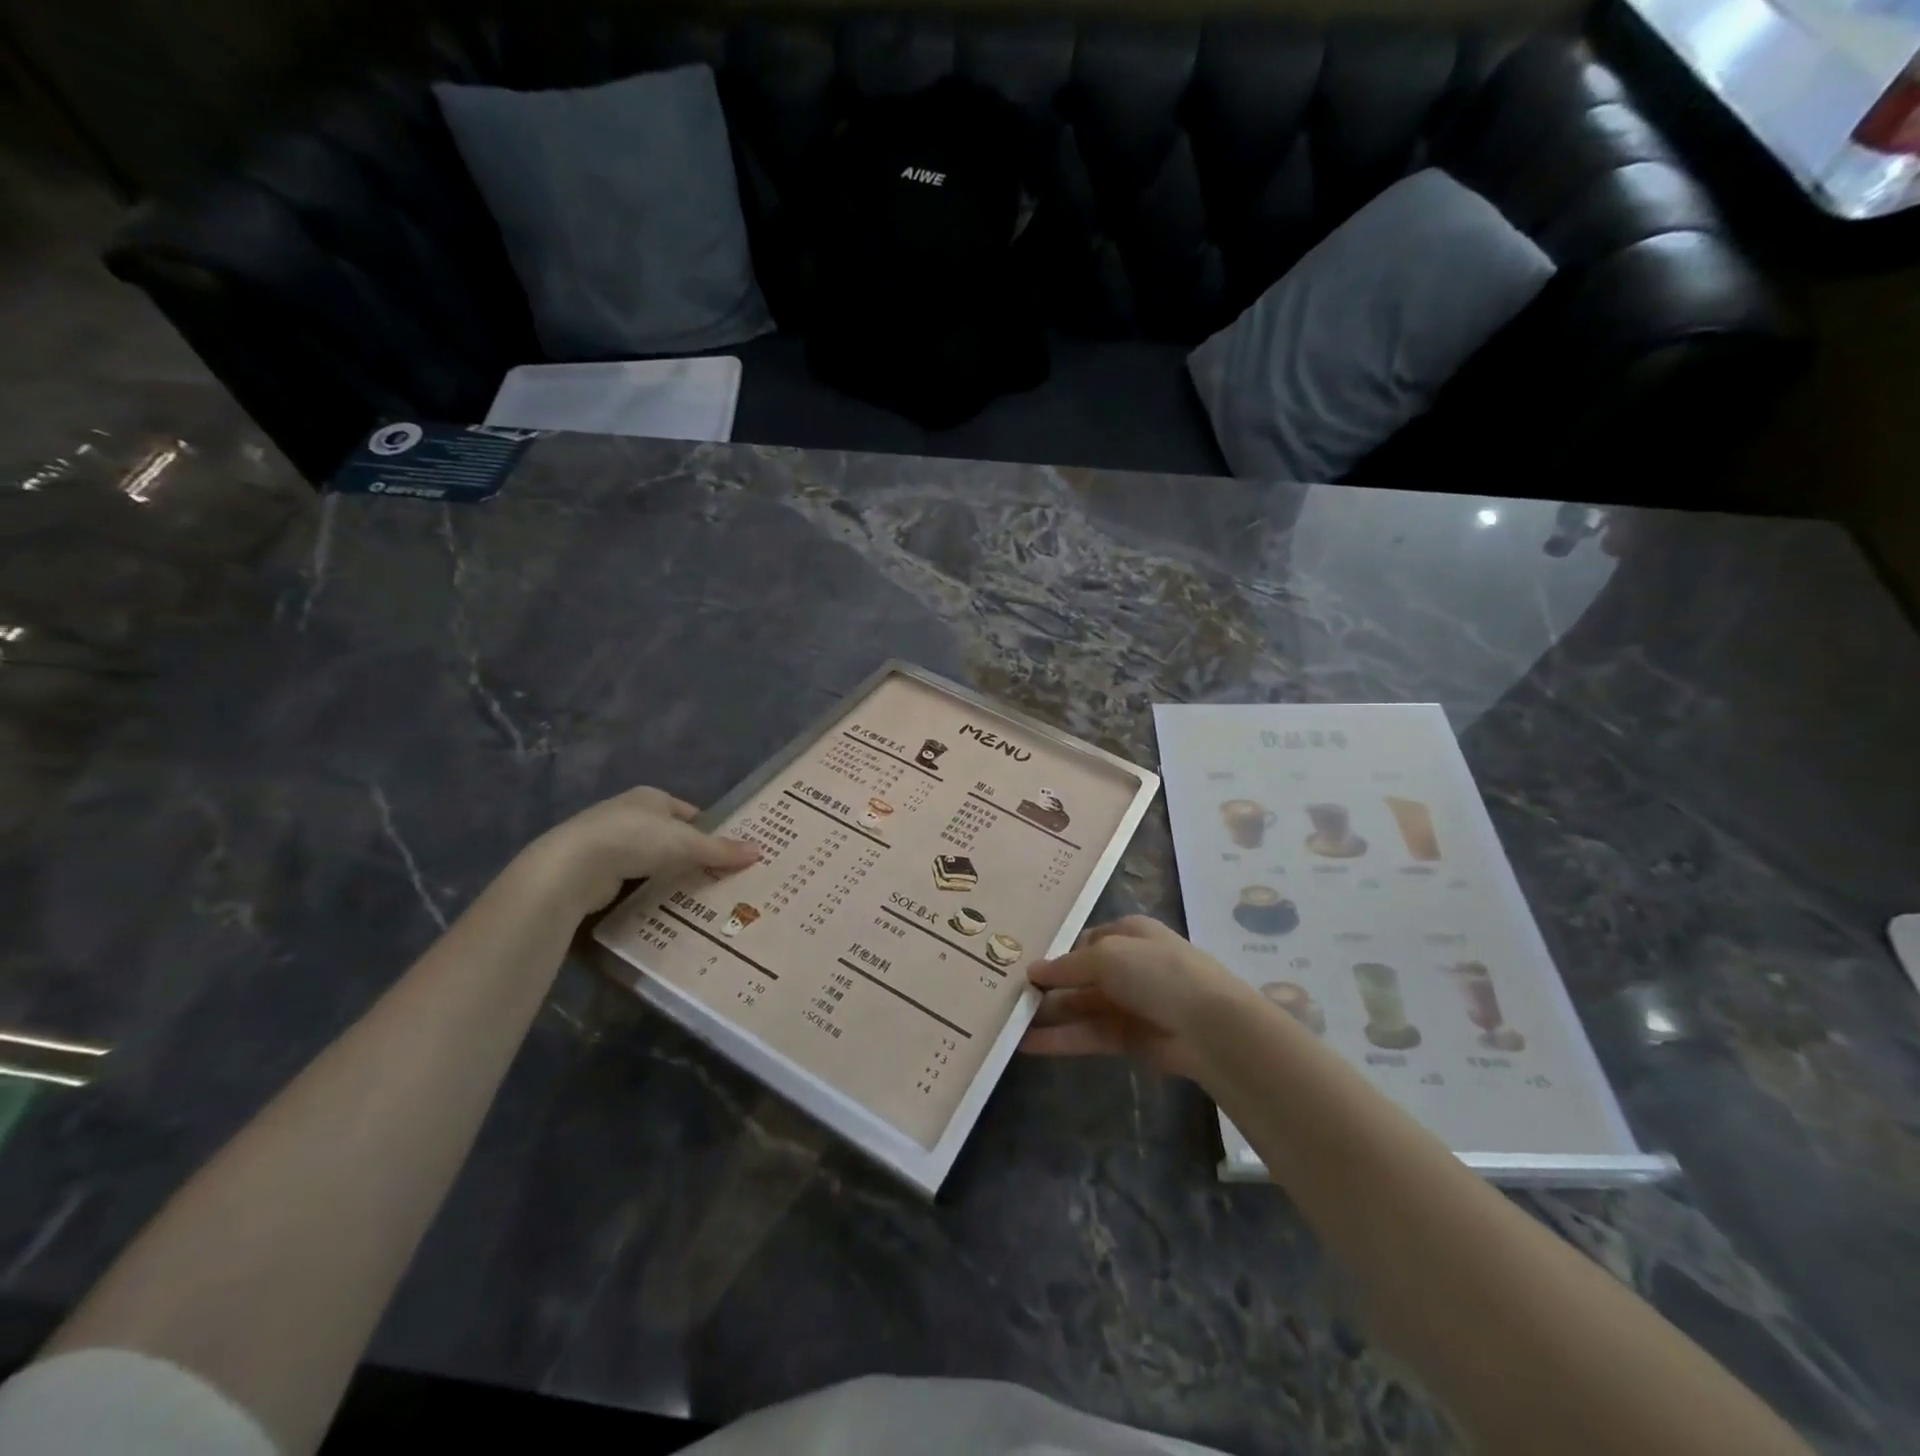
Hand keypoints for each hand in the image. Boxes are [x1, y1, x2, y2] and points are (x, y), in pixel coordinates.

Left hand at [520, 786, 759, 917]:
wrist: (574, 866)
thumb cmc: (636, 840)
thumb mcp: (687, 844)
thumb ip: (721, 850)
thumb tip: (760, 850)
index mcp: (651, 797)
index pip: (688, 812)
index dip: (707, 830)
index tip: (725, 851)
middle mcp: (628, 812)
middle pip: (668, 833)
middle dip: (688, 852)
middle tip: (714, 876)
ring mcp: (607, 839)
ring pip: (648, 855)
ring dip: (665, 870)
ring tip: (691, 892)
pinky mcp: (594, 867)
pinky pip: (629, 875)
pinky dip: (644, 886)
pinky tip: (658, 901)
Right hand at [1020, 916, 1251, 1079]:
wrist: (1209, 1026)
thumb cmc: (1158, 972)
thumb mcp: (1107, 955)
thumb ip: (1067, 966)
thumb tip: (1032, 971)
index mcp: (1128, 934)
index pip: (1084, 941)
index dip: (1056, 954)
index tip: (1021, 966)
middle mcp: (1127, 966)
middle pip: (1079, 976)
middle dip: (1047, 987)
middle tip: (1006, 997)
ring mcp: (1128, 1004)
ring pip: (1079, 1007)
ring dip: (1048, 1015)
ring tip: (1008, 1023)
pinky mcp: (1127, 1039)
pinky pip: (1087, 1035)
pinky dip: (1060, 1039)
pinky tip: (1026, 1044)